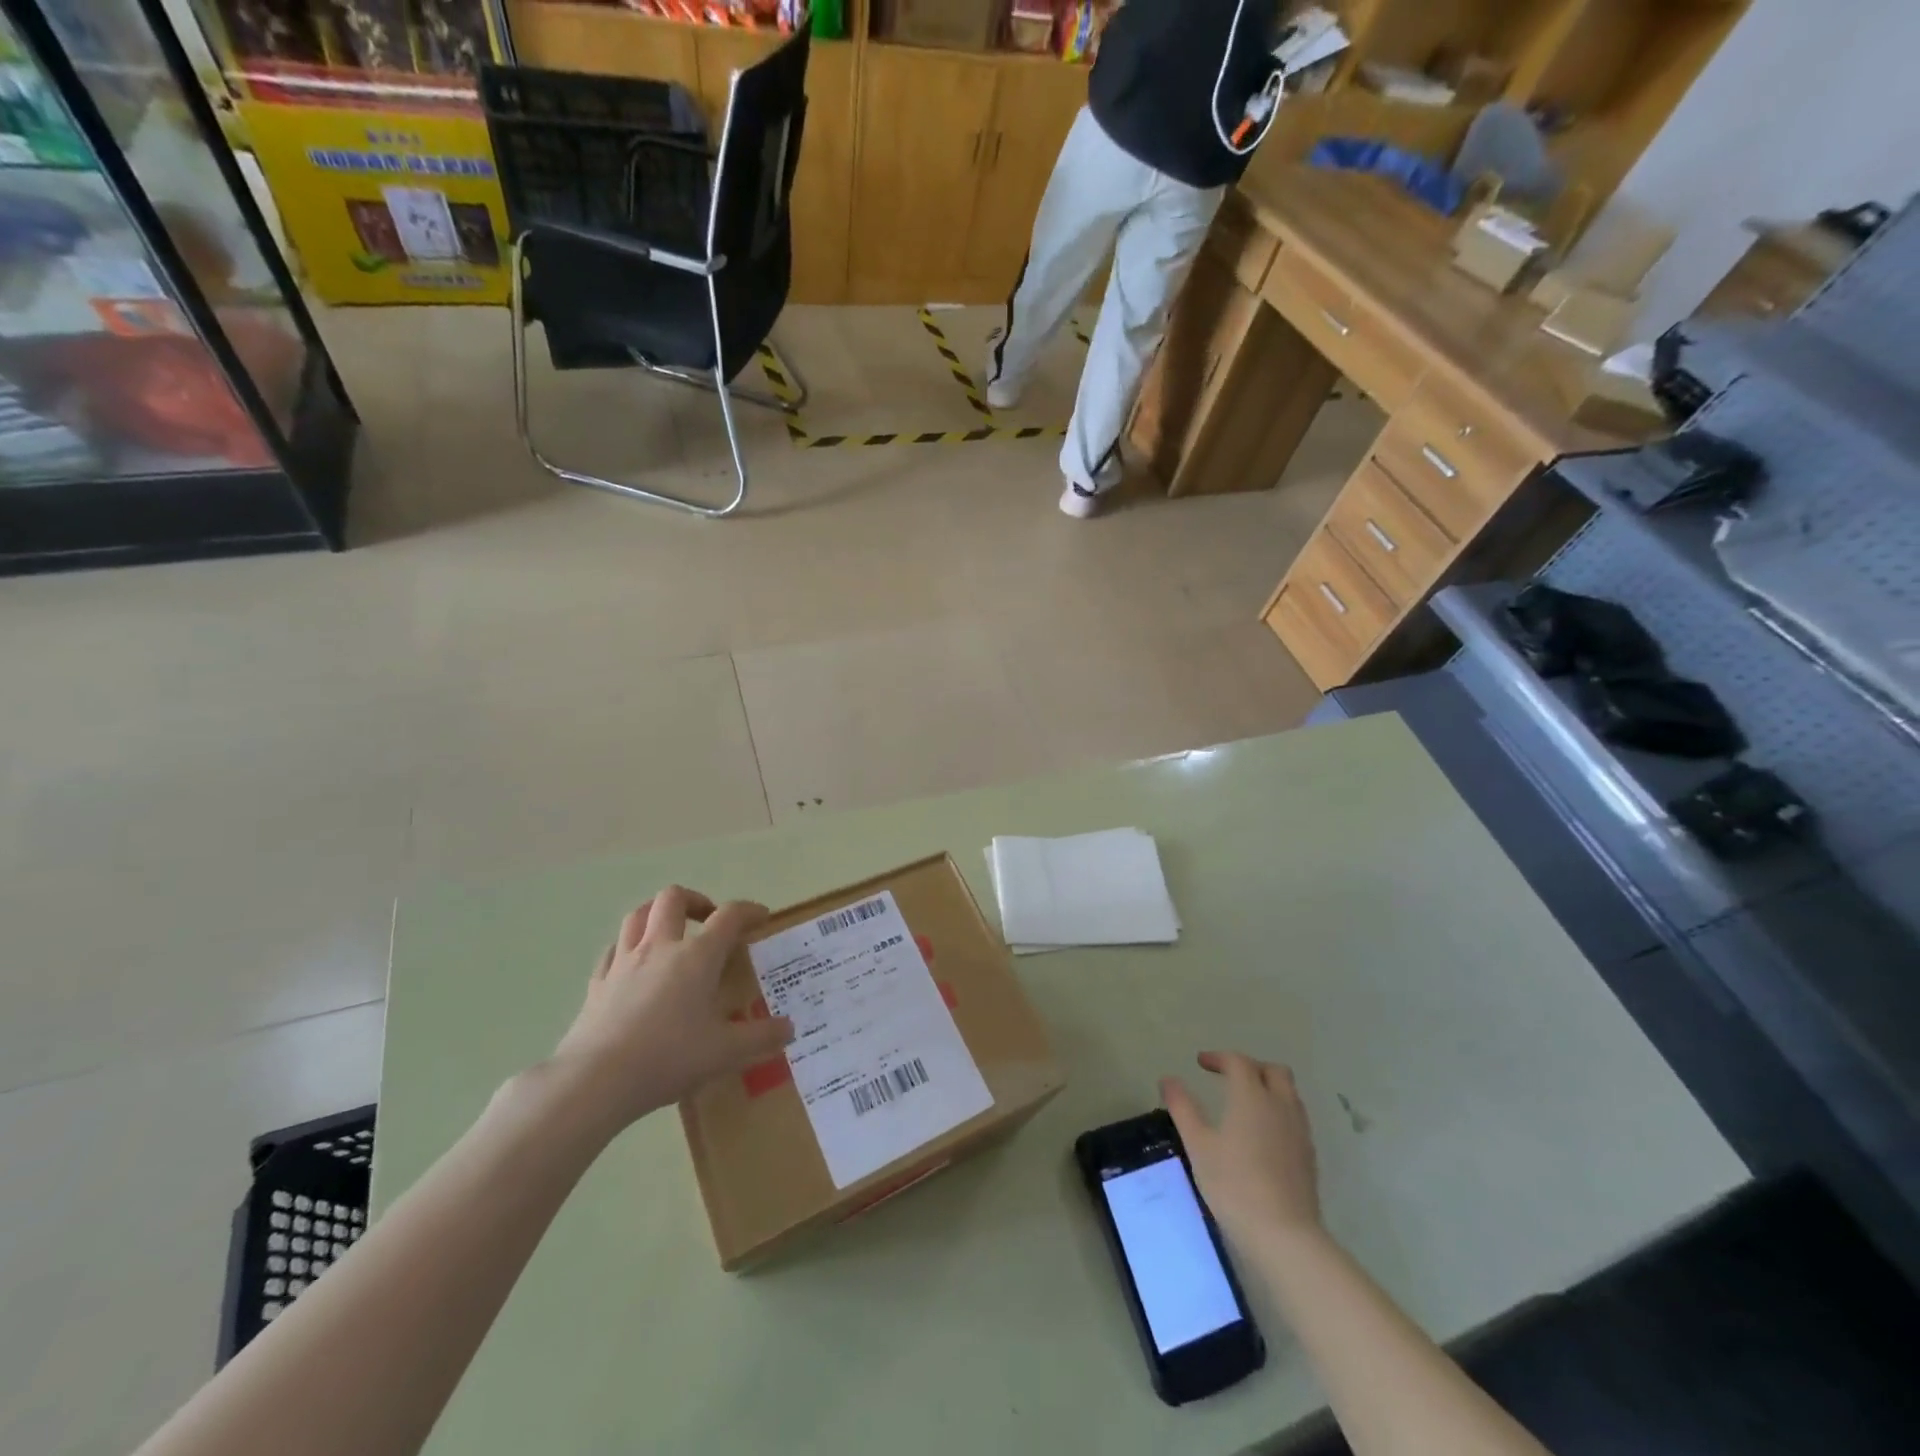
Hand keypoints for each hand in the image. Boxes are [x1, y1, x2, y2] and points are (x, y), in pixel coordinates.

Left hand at [550, 887, 793, 1130]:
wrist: (595, 1080)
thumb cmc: (668, 1057)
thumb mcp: (726, 1052)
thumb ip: (761, 1037)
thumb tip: (790, 1029)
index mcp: (697, 957)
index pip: (729, 916)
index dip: (749, 910)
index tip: (761, 919)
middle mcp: (660, 947)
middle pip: (674, 898)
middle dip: (696, 900)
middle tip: (709, 921)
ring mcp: (623, 962)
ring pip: (637, 915)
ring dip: (658, 914)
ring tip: (671, 932)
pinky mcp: (598, 983)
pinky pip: (613, 950)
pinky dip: (627, 947)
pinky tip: (634, 965)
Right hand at [1161, 1051, 1321, 1248]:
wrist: (1284, 1235)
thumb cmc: (1234, 1184)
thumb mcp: (1198, 1144)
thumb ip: (1182, 1107)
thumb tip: (1168, 1079)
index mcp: (1252, 1096)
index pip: (1239, 1062)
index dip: (1219, 1057)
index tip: (1201, 1063)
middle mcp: (1280, 1105)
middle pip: (1273, 1071)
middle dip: (1250, 1067)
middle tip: (1228, 1078)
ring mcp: (1299, 1131)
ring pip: (1288, 1093)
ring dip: (1268, 1088)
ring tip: (1245, 1104)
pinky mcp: (1309, 1156)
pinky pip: (1295, 1118)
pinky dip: (1278, 1112)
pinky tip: (1263, 1135)